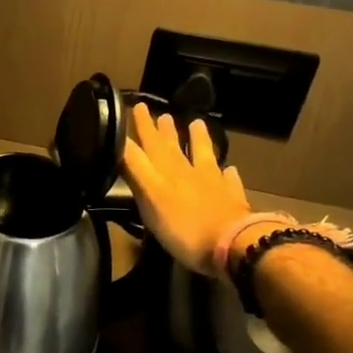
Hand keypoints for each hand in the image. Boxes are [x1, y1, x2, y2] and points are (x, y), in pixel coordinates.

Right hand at [120, 104, 352, 277]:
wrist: (233, 245)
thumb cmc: (184, 228)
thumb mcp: (149, 200)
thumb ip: (135, 171)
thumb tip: (119, 145)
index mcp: (165, 173)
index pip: (147, 145)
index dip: (140, 128)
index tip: (134, 106)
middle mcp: (188, 173)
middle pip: (172, 147)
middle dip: (160, 130)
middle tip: (155, 111)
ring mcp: (213, 184)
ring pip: (203, 155)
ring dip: (198, 139)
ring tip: (196, 122)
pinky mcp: (232, 200)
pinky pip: (229, 181)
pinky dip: (226, 173)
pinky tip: (229, 169)